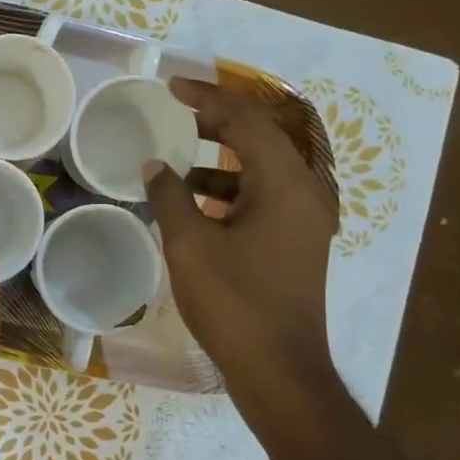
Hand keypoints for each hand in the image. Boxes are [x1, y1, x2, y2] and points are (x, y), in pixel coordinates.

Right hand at [144, 78, 338, 401]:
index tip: (171, 87)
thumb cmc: (235, 302)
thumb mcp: (190, 245)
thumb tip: (155, 165)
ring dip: (222, 158)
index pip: (246, 122)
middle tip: (177, 111)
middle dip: (218, 121)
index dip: (208, 99)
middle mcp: (304, 193)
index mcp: (285, 185)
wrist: (279, 371)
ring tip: (179, 156)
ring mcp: (303, 221)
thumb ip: (170, 196)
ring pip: (261, 170)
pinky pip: (262, 198)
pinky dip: (229, 190)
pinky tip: (194, 201)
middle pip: (261, 139)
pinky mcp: (295, 244)